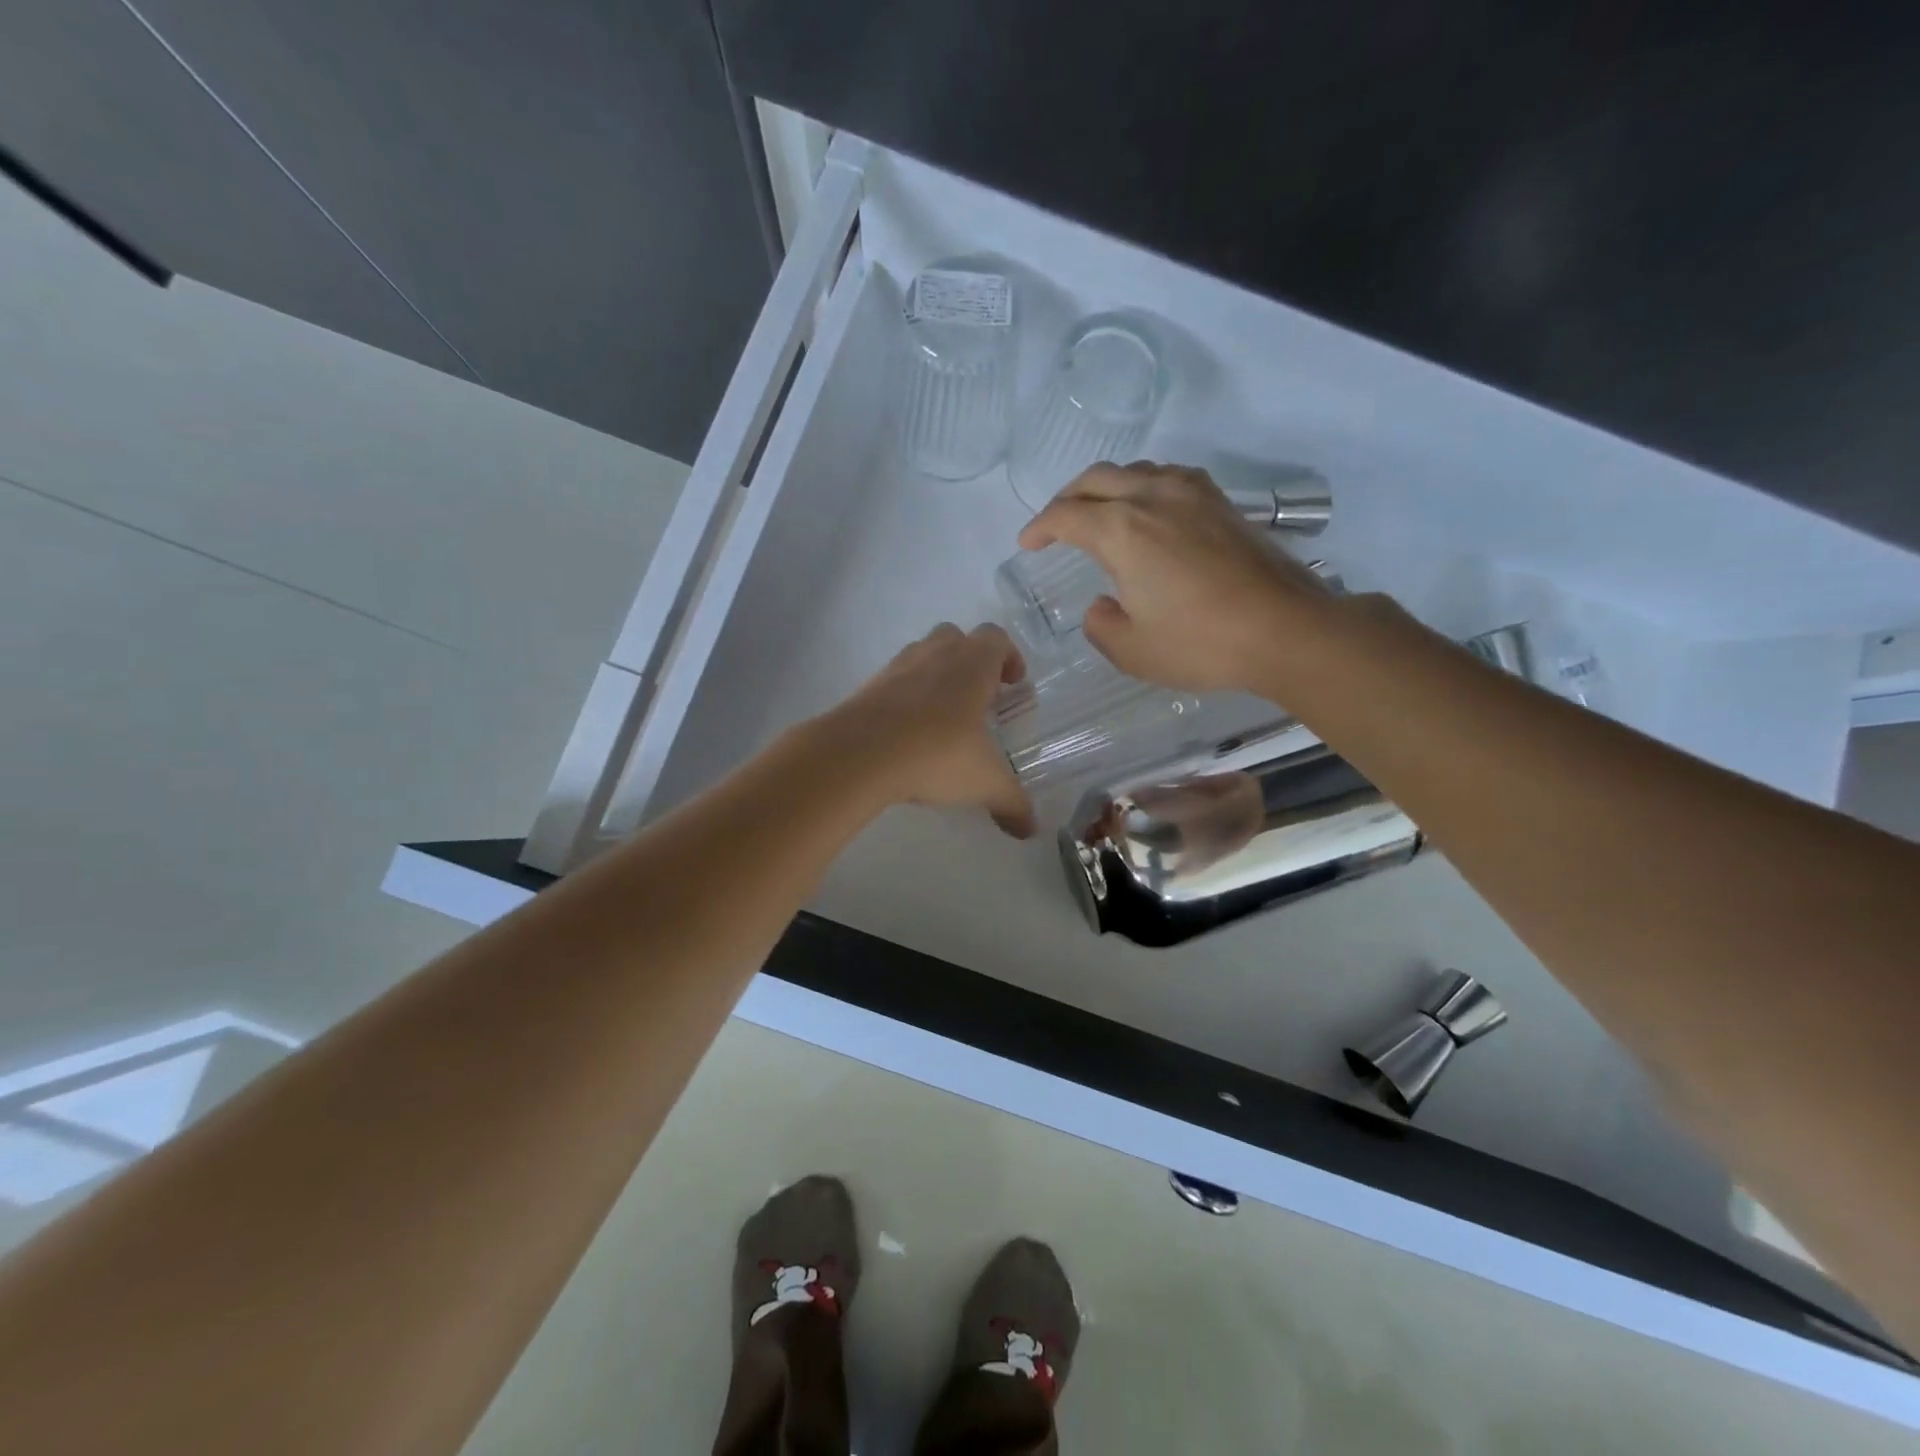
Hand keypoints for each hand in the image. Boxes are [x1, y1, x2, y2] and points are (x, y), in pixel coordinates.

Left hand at [816, 623, 1034, 837]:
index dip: (1009, 656)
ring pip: (922, 655)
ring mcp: (896, 667)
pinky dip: (905, 698)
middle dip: (970, 662)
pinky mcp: (867, 687)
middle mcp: (934, 654)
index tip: (1014, 684)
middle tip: (979, 698)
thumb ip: (1012, 803)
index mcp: (971, 664)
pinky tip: (908, 734)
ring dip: (936, 676)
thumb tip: (1032, 829)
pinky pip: (894, 682)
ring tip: (943, 717)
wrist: (859, 754)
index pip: (996, 638)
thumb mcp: (984, 782)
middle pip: (956, 638)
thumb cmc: (937, 754)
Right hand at [1018, 462, 1336, 694]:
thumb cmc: (1201, 643)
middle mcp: (1153, 497)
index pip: (1065, 515)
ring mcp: (1192, 494)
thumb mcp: (1132, 651)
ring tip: (1098, 511)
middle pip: (1096, 478)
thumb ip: (1101, 625)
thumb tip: (1101, 606)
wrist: (1285, 630)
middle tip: (1055, 523)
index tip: (1027, 544)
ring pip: (1134, 471)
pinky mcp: (1221, 503)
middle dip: (1067, 497)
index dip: (1039, 527)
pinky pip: (1168, 478)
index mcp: (1122, 530)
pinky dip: (1143, 487)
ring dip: (1106, 486)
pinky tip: (1149, 510)